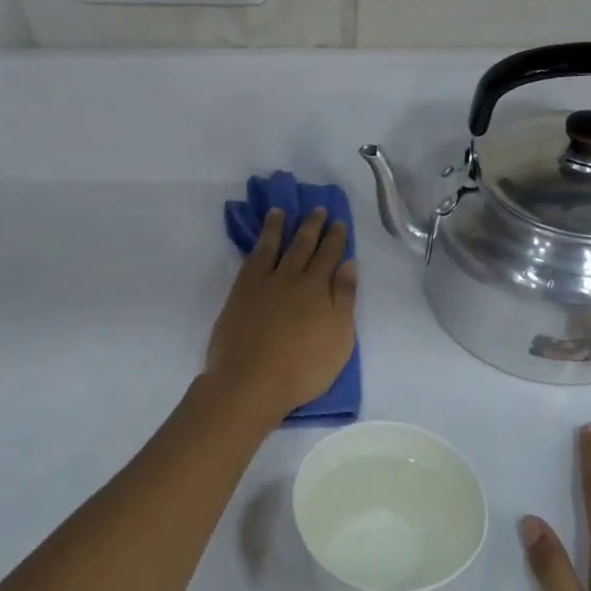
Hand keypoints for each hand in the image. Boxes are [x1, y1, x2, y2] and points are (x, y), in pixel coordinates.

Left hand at [204, 208, 356, 423]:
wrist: (251, 381)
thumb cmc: (303, 368)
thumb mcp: (339, 338)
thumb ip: (345, 298)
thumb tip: (349, 264)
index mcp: (319, 288)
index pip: (330, 256)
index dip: (336, 238)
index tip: (338, 222)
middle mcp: (292, 277)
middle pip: (304, 246)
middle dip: (312, 226)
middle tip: (317, 209)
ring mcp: (263, 283)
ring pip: (274, 246)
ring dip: (280, 227)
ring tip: (281, 212)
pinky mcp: (240, 292)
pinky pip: (252, 259)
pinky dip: (258, 244)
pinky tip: (260, 241)